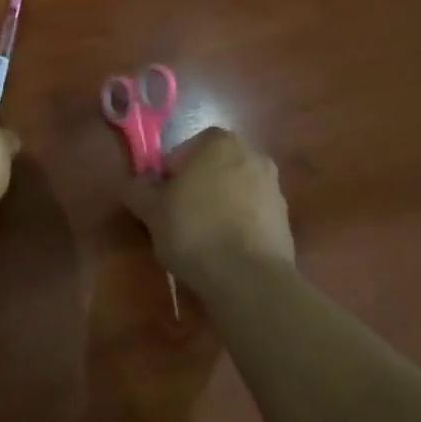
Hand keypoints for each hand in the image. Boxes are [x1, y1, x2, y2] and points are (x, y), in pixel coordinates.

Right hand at [123, 128, 294, 292]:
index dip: (169, 177)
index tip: (162, 203)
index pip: (183, 151)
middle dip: (196, 189)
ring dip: (218, 207)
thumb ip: (138, 189)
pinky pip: (251, 216)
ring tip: (202, 240)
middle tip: (179, 219)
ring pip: (233, 192)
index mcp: (219, 142)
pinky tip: (224, 252)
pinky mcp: (285, 219)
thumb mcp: (151, 210)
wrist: (250, 279)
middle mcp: (252, 154)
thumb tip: (135, 183)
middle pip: (212, 169)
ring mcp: (274, 187)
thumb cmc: (195, 231)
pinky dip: (238, 226)